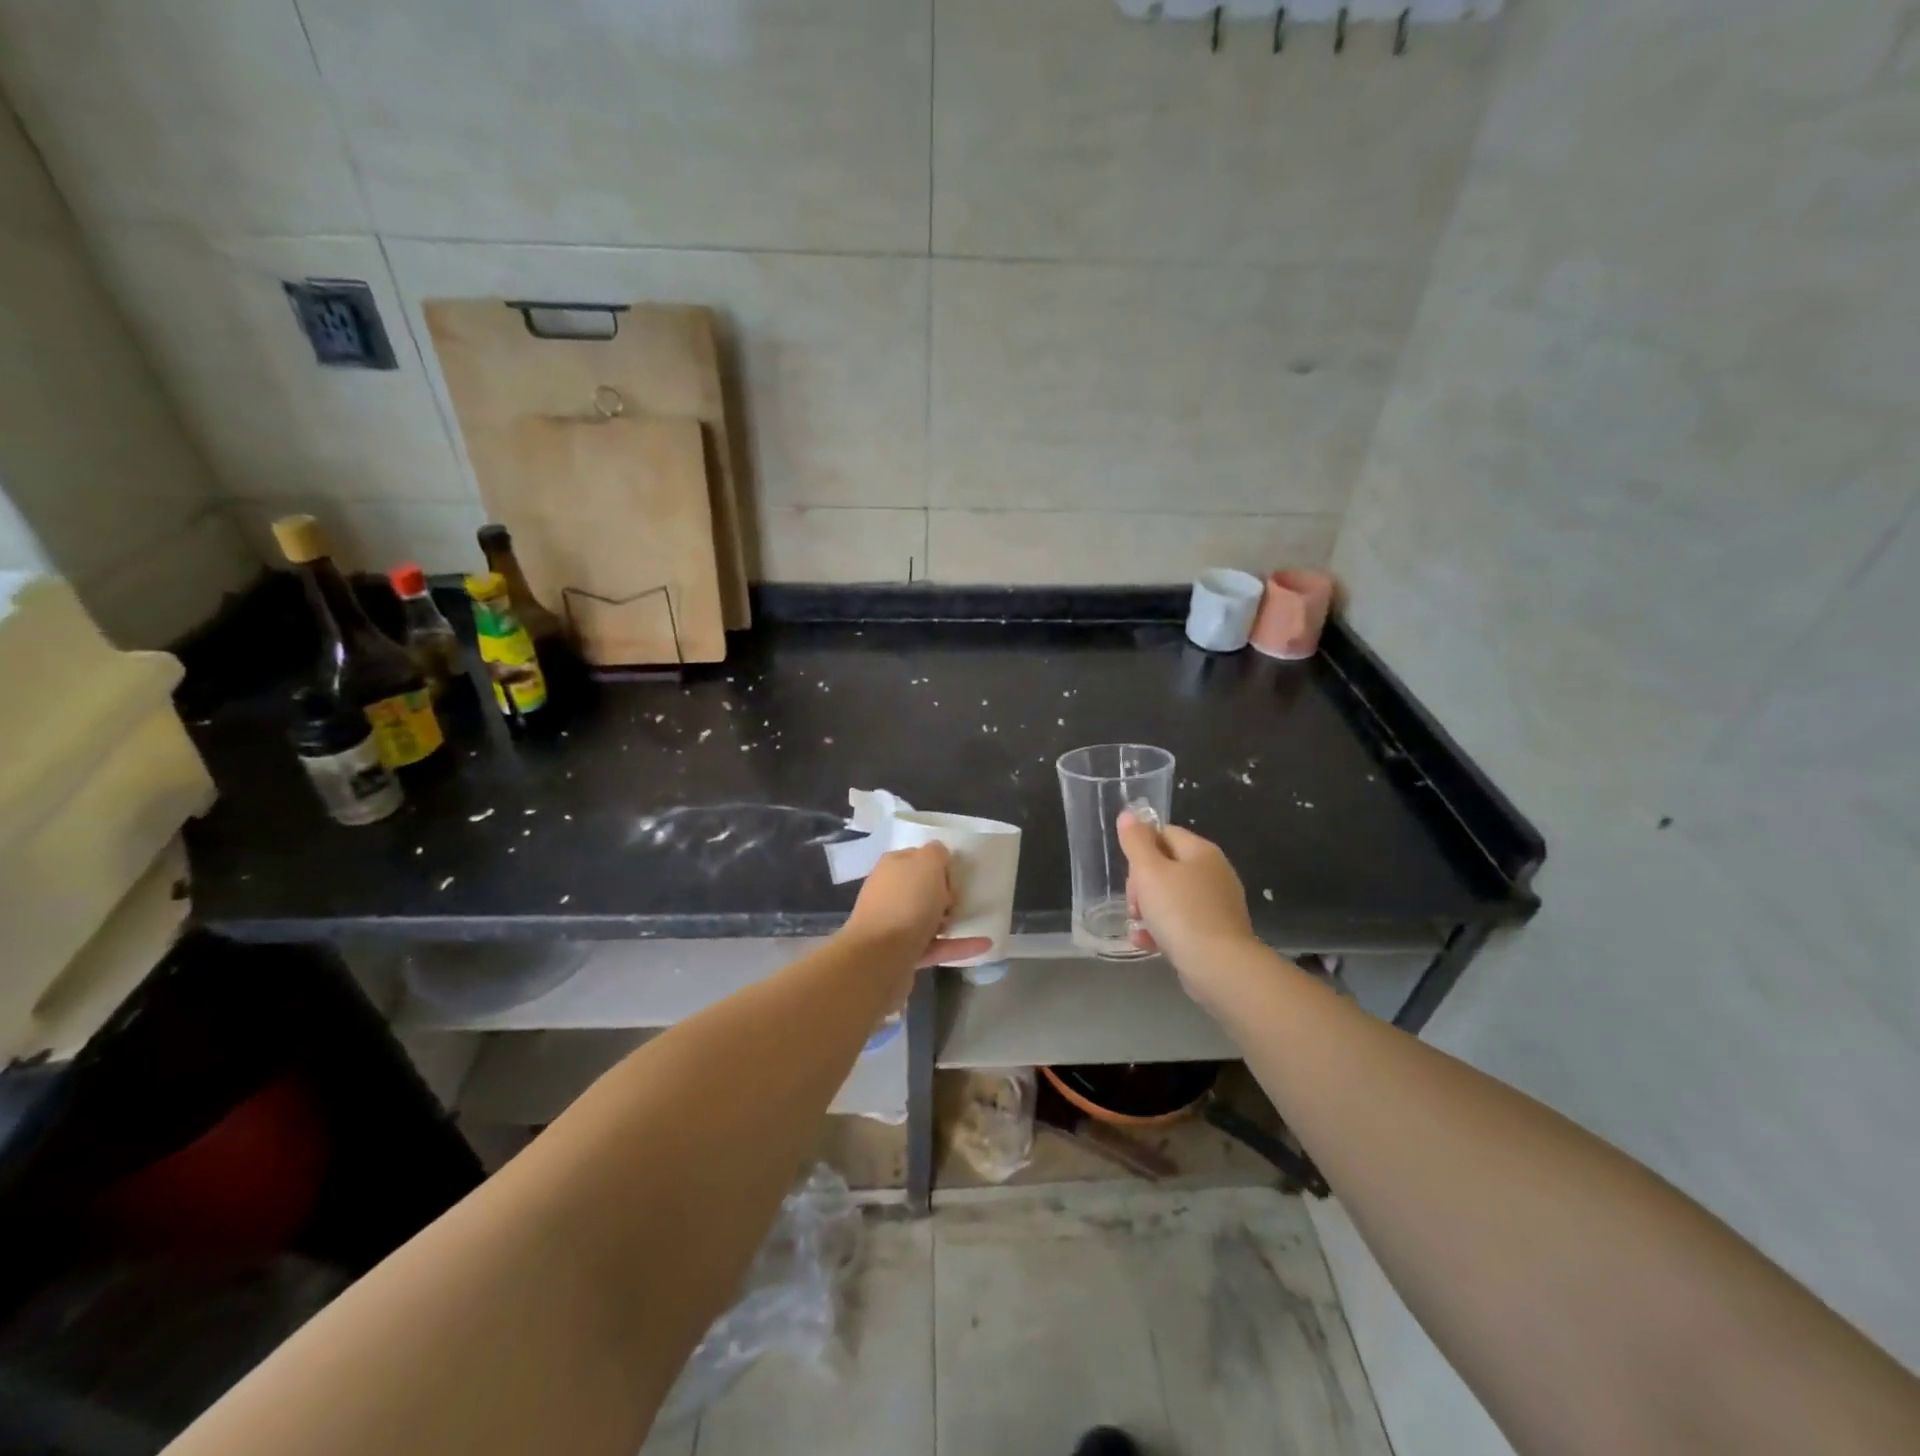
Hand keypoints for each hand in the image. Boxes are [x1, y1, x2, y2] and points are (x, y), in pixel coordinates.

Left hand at [843, 843, 992, 968]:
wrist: (880, 957)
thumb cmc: (906, 902)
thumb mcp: (927, 863)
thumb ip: (936, 853)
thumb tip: (939, 856)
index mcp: (892, 867)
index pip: (918, 857)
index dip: (939, 863)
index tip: (956, 874)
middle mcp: (889, 893)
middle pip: (922, 888)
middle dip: (945, 893)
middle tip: (960, 898)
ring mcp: (894, 925)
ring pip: (927, 918)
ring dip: (950, 919)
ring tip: (974, 920)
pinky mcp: (903, 954)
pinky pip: (936, 946)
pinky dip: (958, 945)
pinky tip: (984, 944)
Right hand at [1117, 811, 1256, 983]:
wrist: (1219, 966)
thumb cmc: (1180, 912)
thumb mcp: (1150, 872)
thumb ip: (1136, 842)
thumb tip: (1129, 814)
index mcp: (1201, 851)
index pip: (1164, 833)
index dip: (1141, 850)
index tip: (1131, 873)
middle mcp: (1213, 873)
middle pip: (1166, 866)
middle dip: (1142, 885)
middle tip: (1134, 904)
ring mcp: (1217, 904)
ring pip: (1171, 897)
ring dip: (1148, 910)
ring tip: (1137, 926)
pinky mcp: (1216, 932)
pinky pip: (1182, 923)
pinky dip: (1162, 930)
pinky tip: (1146, 943)